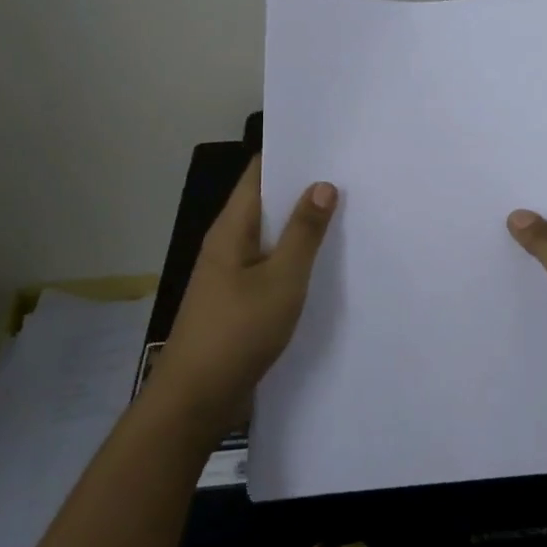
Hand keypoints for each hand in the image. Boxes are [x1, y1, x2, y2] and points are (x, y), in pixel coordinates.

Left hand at [153, 159, 336, 435]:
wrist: (195, 401)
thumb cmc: (237, 333)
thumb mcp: (281, 280)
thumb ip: (304, 233)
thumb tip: (323, 185)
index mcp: (232, 228)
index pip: (259, 174)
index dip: (291, 155)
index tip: (330, 145)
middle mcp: (229, 243)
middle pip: (267, 203)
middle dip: (304, 189)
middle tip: (351, 177)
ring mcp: (232, 274)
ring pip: (272, 237)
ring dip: (302, 226)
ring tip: (348, 213)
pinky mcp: (239, 301)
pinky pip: (271, 266)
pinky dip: (296, 258)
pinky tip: (325, 263)